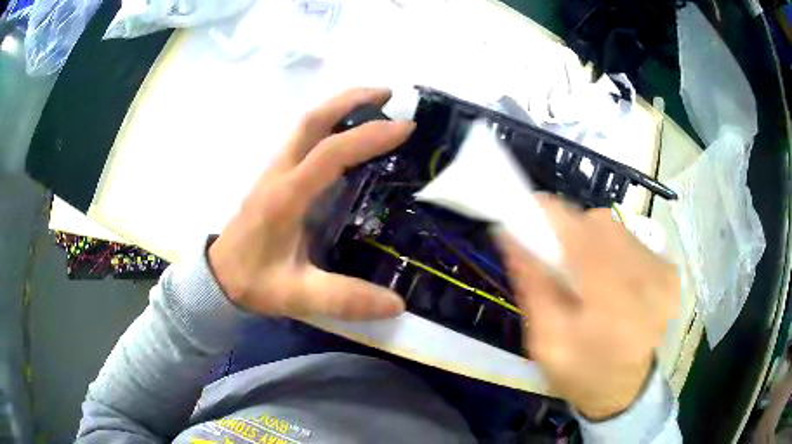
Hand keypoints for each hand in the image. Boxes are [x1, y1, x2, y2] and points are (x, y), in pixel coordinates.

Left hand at [209, 88, 414, 319]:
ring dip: (339, 107)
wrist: (218, 277)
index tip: (405, 128)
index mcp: (286, 197)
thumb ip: (344, 299)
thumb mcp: (298, 296)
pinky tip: (346, 134)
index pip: (329, 153)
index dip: (368, 136)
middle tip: (387, 94)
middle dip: (350, 99)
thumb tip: (397, 304)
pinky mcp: (274, 176)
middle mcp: (279, 174)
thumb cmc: (254, 282)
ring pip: (305, 124)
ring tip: (373, 104)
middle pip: (311, 120)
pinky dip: (328, 124)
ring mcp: (273, 171)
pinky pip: (302, 138)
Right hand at [497, 196, 679, 418]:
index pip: (576, 230)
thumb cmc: (582, 373)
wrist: (627, 390)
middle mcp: (645, 276)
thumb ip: (532, 285)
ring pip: (616, 229)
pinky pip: (633, 241)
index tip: (525, 218)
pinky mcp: (670, 271)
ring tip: (588, 277)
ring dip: (594, 243)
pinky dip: (616, 252)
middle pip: (597, 224)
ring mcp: (664, 271)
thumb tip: (511, 233)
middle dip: (570, 234)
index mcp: (612, 300)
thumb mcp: (546, 340)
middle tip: (559, 263)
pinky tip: (614, 282)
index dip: (546, 215)